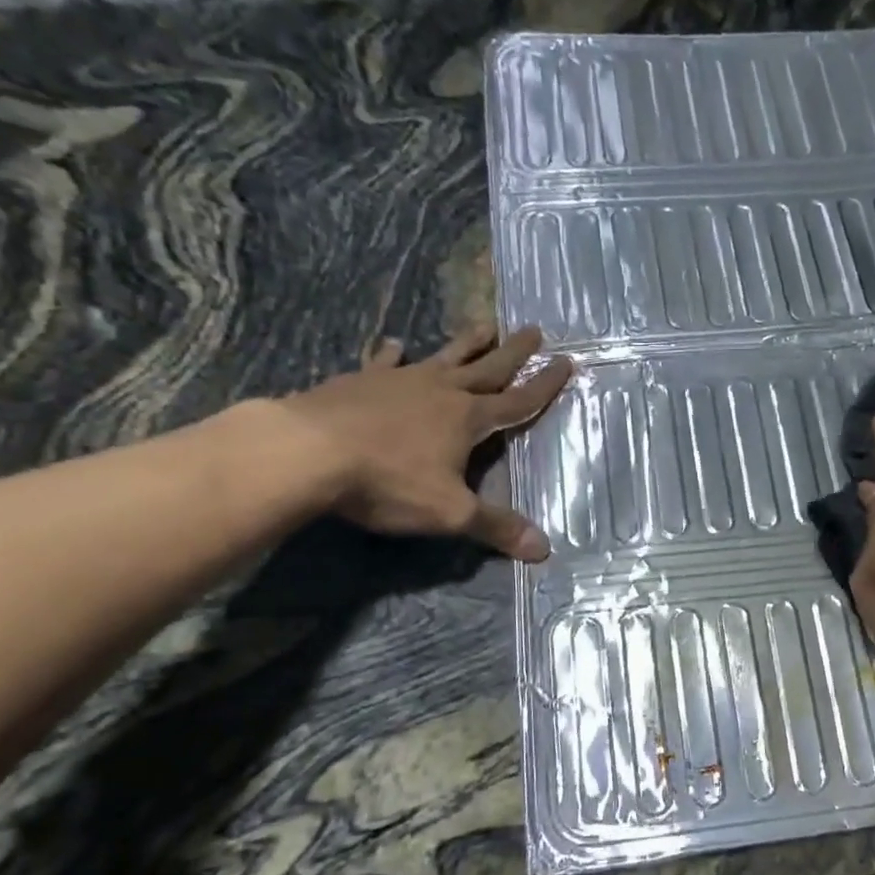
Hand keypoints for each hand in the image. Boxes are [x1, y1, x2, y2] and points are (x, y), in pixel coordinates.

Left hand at [281, 325, 572, 560]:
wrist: (308, 452)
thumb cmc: (388, 481)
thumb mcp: (450, 512)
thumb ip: (496, 527)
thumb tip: (544, 550)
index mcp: (468, 418)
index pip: (518, 401)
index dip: (544, 385)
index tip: (566, 362)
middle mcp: (441, 391)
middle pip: (487, 368)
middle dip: (513, 351)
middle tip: (533, 328)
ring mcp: (400, 381)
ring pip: (443, 357)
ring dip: (467, 343)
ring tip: (484, 324)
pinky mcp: (361, 381)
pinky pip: (385, 363)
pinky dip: (393, 354)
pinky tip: (396, 345)